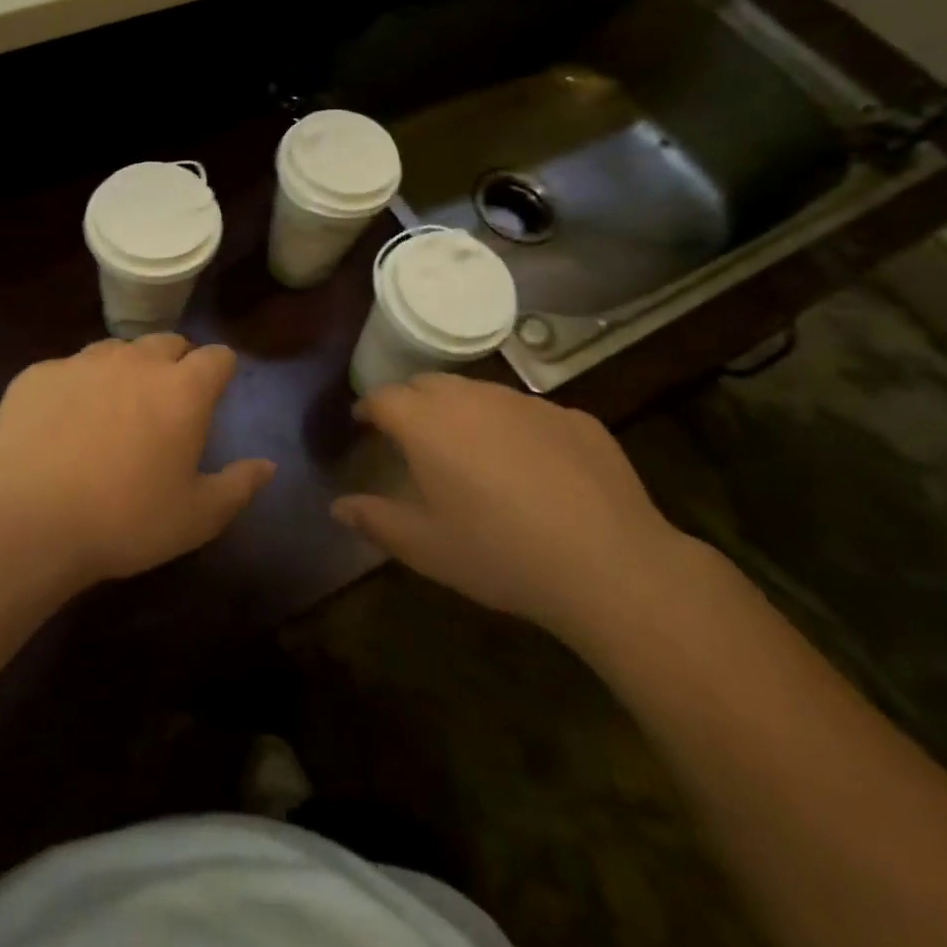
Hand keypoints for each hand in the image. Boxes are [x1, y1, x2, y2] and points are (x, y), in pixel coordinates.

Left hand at [0, 334, 275, 585]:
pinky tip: (61, 425)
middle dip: (175, 363)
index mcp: (182, 390)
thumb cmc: (124, 521)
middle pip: (167, 343)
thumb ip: (239, 486)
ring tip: (113, 409)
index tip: (214, 393)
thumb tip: (267, 465)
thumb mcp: (196, 518)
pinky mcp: (38, 374)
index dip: (220, 371)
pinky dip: (75, 387)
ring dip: (125, 369)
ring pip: (116, 349)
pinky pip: (68, 369)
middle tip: (165, 403)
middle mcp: (135, 362)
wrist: (25, 520)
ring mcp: (82, 362)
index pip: (217, 357)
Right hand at [331, 374, 697, 644]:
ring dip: (463, 410)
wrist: (609, 563)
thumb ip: (375, 520)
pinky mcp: (574, 417)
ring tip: (470, 449)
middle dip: (412, 402)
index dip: (368, 408)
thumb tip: (337, 506)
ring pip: (480, 392)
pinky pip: (529, 413)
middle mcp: (472, 398)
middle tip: (412, 435)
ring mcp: (527, 403)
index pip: (383, 397)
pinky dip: (514, 428)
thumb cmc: (499, 554)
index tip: (363, 423)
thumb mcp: (426, 548)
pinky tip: (532, 468)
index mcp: (427, 423)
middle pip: (428, 383)